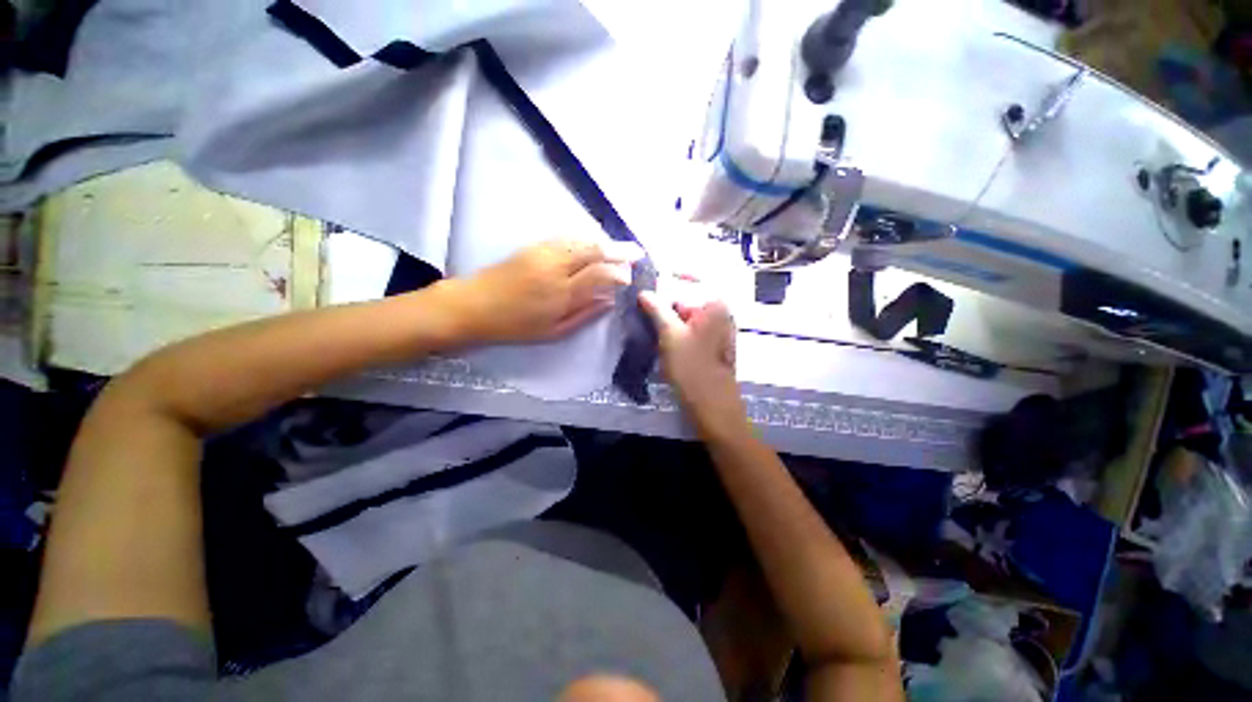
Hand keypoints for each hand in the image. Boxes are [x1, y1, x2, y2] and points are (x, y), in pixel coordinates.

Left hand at [442, 238, 641, 343]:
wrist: (473, 305)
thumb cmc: (515, 326)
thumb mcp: (554, 331)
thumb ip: (585, 315)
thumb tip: (610, 301)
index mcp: (562, 292)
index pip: (600, 274)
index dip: (619, 273)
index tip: (630, 276)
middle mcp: (556, 266)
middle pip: (594, 249)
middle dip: (619, 249)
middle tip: (637, 252)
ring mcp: (544, 252)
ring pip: (582, 239)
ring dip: (604, 241)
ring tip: (619, 247)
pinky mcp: (534, 245)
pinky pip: (567, 237)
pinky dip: (586, 238)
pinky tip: (594, 243)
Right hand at [638, 290, 745, 433]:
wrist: (712, 406)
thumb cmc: (693, 368)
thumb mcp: (670, 335)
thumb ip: (657, 309)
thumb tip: (644, 292)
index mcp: (716, 305)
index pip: (691, 280)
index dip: (668, 279)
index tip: (646, 283)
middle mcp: (721, 314)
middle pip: (688, 299)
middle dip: (665, 303)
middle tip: (642, 307)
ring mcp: (718, 331)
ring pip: (687, 316)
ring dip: (669, 318)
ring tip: (647, 323)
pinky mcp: (712, 346)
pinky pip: (691, 330)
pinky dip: (676, 331)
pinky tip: (661, 339)